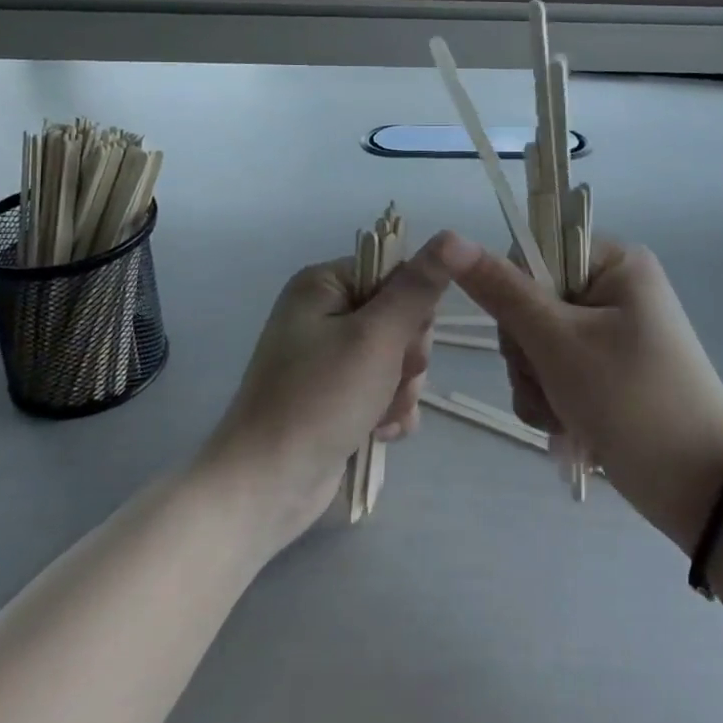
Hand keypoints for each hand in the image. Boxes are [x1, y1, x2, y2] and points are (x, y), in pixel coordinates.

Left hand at [199, 234, 456, 549]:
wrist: (266, 487)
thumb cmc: (320, 399)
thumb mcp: (377, 336)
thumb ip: (419, 287)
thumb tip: (456, 236)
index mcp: (324, 284)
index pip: (395, 273)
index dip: (413, 307)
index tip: (407, 339)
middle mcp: (324, 313)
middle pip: (400, 318)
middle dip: (407, 357)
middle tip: (390, 380)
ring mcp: (329, 358)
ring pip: (397, 358)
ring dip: (401, 390)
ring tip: (380, 415)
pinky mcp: (336, 397)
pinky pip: (383, 390)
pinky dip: (389, 411)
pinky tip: (380, 433)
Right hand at [436, 234, 722, 552]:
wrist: (701, 489)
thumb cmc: (632, 399)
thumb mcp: (559, 342)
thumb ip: (502, 291)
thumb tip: (450, 239)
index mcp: (614, 263)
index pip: (535, 252)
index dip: (515, 292)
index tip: (524, 333)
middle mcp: (613, 290)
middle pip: (531, 301)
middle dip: (527, 352)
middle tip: (548, 382)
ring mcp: (611, 333)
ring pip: (538, 343)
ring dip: (535, 382)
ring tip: (560, 414)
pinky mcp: (607, 372)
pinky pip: (556, 372)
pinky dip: (550, 399)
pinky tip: (563, 427)